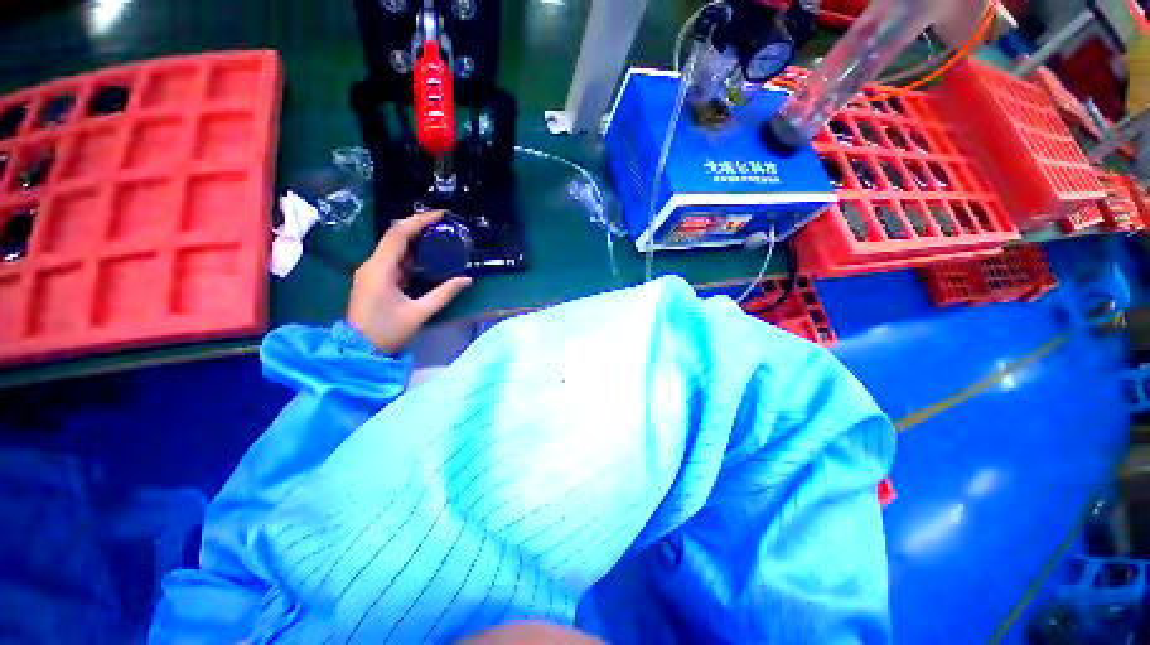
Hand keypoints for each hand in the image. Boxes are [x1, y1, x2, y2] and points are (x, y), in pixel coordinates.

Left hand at [347, 211, 472, 352]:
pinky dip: (411, 254)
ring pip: (394, 247)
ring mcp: (371, 271)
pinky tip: (427, 257)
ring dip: (415, 240)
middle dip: (418, 226)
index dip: (419, 221)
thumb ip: (444, 294)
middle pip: (395, 236)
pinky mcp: (374, 278)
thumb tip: (467, 279)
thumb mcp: (420, 313)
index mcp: (380, 269)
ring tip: (439, 237)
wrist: (359, 349)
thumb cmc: (388, 331)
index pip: (398, 234)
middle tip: (443, 225)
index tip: (441, 215)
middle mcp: (372, 264)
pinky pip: (393, 259)